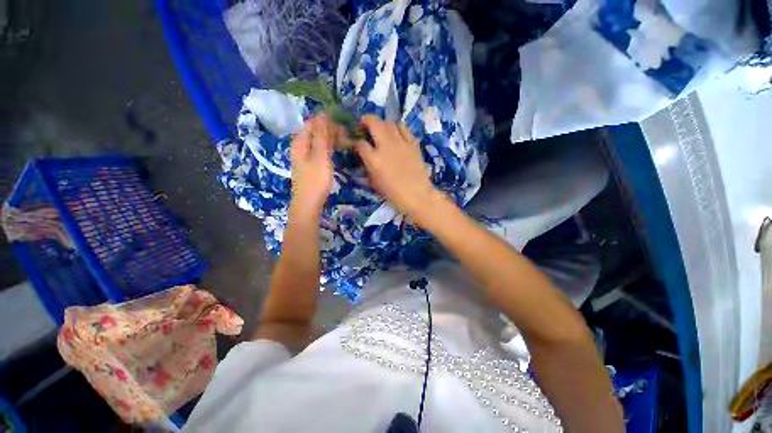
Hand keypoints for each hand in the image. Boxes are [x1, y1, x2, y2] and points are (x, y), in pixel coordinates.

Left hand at [289, 114, 339, 217]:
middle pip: (316, 131)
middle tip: (349, 138)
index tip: (345, 127)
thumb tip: (323, 113)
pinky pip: (320, 150)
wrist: (308, 204)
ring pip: (319, 141)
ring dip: (332, 140)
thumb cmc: (315, 181)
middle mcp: (300, 145)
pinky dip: (329, 149)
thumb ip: (321, 136)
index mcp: (300, 141)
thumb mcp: (320, 156)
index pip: (314, 122)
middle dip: (332, 131)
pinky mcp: (310, 164)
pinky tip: (338, 152)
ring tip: (347, 143)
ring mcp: (305, 155)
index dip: (329, 121)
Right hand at [355, 116, 439, 221]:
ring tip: (381, 130)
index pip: (360, 144)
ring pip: (390, 123)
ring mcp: (401, 143)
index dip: (355, 142)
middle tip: (364, 124)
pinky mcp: (413, 143)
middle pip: (374, 123)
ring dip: (383, 124)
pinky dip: (398, 129)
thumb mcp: (374, 183)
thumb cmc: (394, 193)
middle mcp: (386, 146)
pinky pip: (404, 129)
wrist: (417, 195)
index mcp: (374, 159)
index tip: (356, 144)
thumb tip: (366, 157)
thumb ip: (368, 167)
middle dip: (366, 120)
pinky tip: (397, 135)